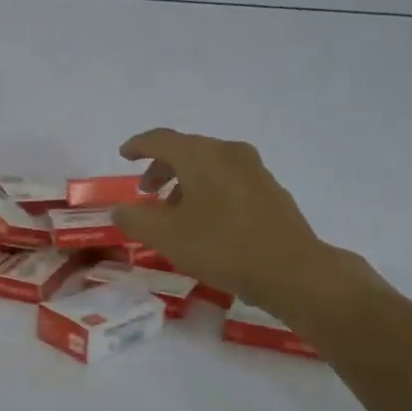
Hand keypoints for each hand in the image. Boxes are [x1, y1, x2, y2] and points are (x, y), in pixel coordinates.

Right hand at [114, 129, 381, 317]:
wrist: (292, 270)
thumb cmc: (222, 247)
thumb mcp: (166, 237)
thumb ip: (135, 220)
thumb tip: (119, 210)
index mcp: (201, 155)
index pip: (161, 139)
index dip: (138, 146)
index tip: (124, 154)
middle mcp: (229, 153)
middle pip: (187, 150)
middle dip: (162, 168)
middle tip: (146, 192)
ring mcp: (255, 171)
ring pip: (210, 167)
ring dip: (186, 183)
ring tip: (175, 214)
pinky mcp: (271, 192)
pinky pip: (230, 182)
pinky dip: (210, 192)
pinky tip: (208, 222)